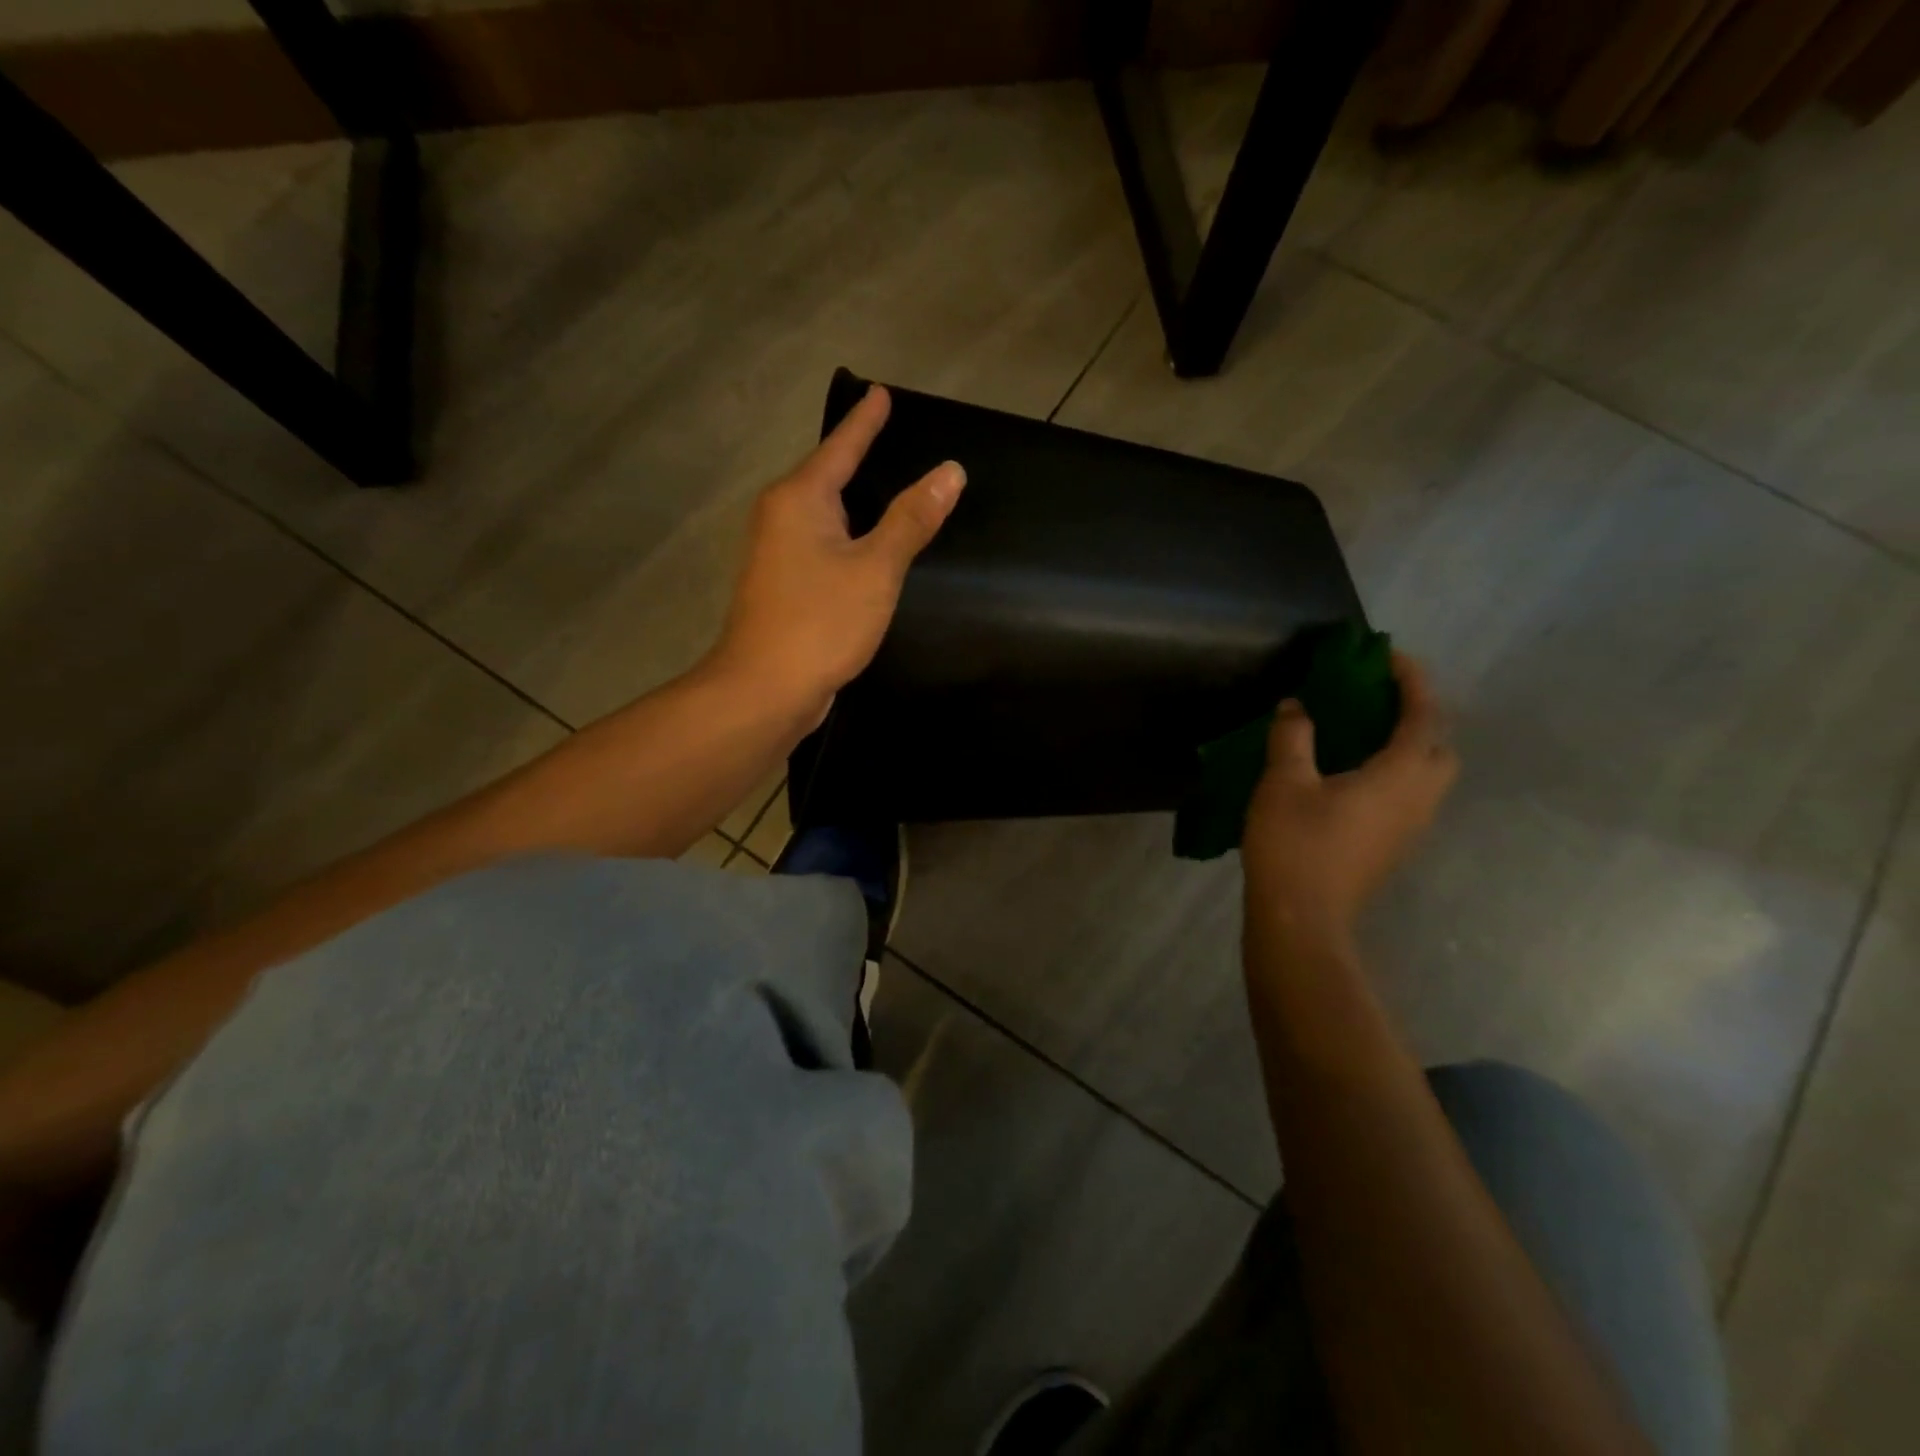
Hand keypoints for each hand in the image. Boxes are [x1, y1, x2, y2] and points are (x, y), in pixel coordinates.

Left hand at [711, 385, 965, 717]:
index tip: (881, 393)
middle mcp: (780, 518)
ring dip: (851, 502)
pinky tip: (864, 547)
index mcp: (799, 500)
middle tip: (891, 437)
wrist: (765, 689)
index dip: (865, 422)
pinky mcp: (782, 588)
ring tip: (885, 487)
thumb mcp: (876, 567)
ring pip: (821, 515)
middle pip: (825, 477)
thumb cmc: (821, 621)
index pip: (840, 447)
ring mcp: (776, 555)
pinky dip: (846, 538)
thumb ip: (911, 518)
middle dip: (856, 458)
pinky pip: (821, 546)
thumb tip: (950, 470)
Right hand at [1242, 652, 1457, 944]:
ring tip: (1362, 732)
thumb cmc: (1295, 844)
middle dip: (1420, 716)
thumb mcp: (1284, 782)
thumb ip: (1294, 736)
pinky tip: (1351, 774)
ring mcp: (1410, 828)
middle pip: (1440, 747)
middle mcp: (1419, 799)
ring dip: (1408, 745)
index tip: (1387, 655)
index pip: (1424, 715)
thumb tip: (1297, 705)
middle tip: (1378, 701)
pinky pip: (1408, 795)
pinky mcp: (1392, 847)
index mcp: (1401, 775)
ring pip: (1427, 775)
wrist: (1301, 918)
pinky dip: (1394, 771)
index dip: (1412, 680)